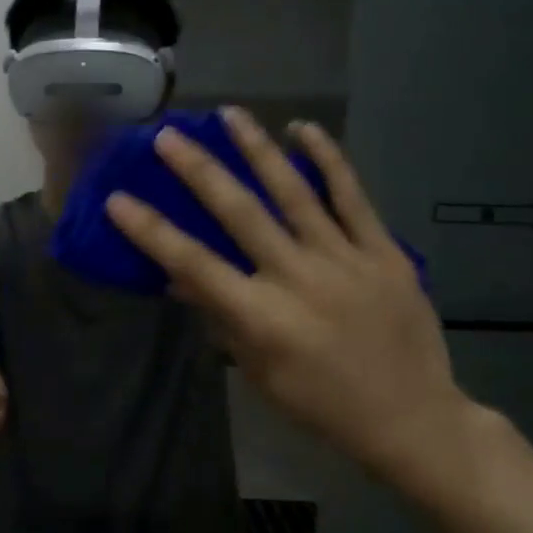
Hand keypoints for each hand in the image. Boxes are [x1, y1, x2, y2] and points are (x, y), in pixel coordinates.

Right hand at [105, 108, 473, 493]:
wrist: (414, 419)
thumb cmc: (321, 404)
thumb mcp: (258, 371)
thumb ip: (220, 318)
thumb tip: (179, 278)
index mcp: (262, 317)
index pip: (193, 264)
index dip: (151, 231)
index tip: (118, 199)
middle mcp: (299, 279)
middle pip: (240, 213)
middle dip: (198, 171)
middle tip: (167, 136)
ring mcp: (346, 260)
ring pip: (295, 192)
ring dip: (257, 149)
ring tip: (230, 113)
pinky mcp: (385, 252)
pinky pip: (353, 197)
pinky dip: (329, 160)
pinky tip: (304, 129)